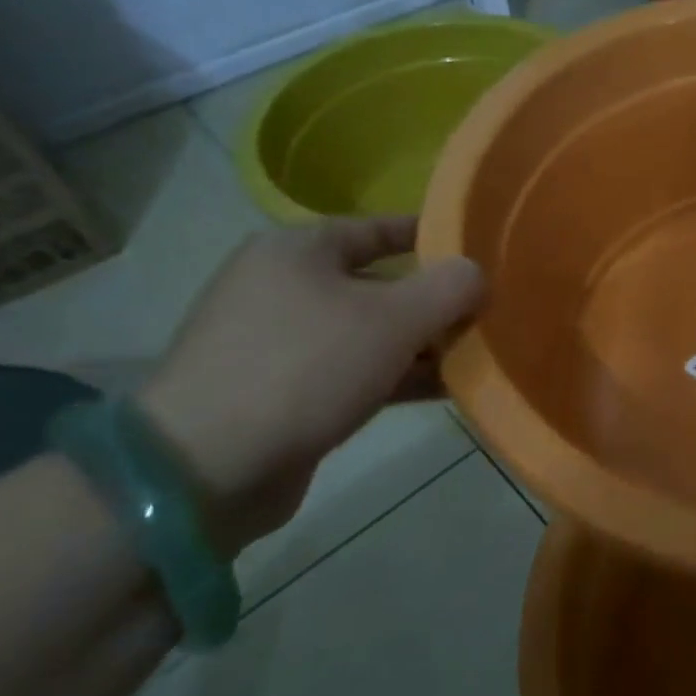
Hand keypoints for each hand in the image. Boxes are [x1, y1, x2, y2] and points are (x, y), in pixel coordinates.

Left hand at [136, 218, 483, 556]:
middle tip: (488, 312)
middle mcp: (284, 287)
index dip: (433, 237)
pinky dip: (397, 376)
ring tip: (477, 354)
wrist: (207, 467)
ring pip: (370, 332)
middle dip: (435, 301)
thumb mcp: (395, 319)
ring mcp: (280, 342)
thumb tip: (477, 273)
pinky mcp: (283, 392)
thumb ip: (449, 287)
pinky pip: (355, 370)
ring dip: (421, 344)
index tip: (481, 251)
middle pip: (380, 283)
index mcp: (298, 250)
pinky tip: (443, 389)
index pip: (379, 228)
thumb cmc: (307, 367)